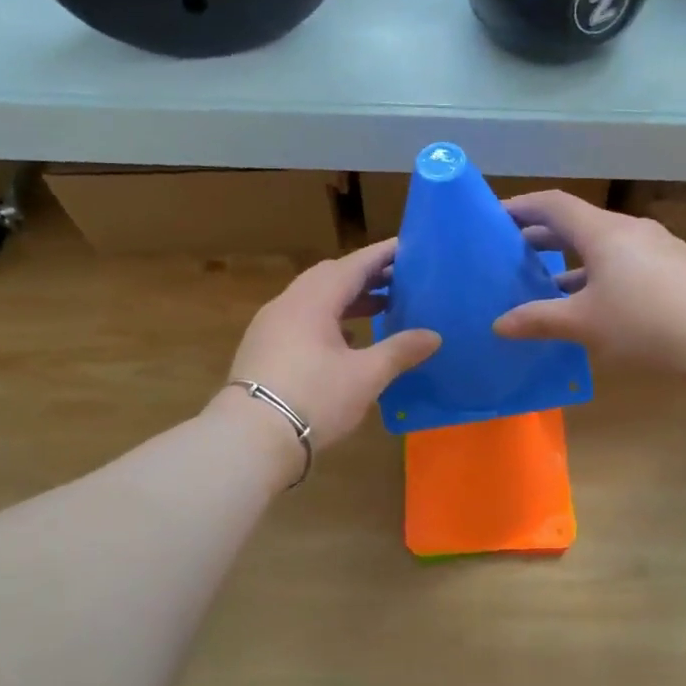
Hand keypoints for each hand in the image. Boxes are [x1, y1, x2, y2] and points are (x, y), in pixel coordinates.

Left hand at [224, 238, 440, 449]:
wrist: (251, 438)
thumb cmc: (314, 398)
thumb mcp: (366, 376)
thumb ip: (400, 351)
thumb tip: (434, 336)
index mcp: (313, 300)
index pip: (353, 265)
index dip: (382, 255)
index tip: (406, 247)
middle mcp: (288, 304)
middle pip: (330, 277)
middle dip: (365, 276)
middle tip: (398, 280)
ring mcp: (270, 326)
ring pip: (314, 300)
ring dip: (347, 300)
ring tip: (380, 308)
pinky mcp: (263, 349)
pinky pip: (301, 320)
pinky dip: (328, 320)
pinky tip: (346, 340)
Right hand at [494, 191, 685, 369]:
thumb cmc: (644, 322)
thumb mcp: (584, 323)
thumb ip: (539, 320)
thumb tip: (499, 324)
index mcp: (603, 232)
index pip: (554, 205)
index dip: (522, 207)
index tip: (496, 217)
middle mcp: (630, 230)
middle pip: (578, 223)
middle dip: (544, 236)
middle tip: (514, 252)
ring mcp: (657, 247)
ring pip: (604, 244)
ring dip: (573, 259)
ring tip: (548, 282)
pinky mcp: (676, 269)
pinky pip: (626, 260)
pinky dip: (600, 272)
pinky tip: (595, 302)